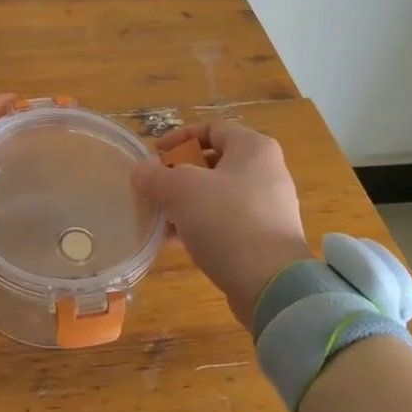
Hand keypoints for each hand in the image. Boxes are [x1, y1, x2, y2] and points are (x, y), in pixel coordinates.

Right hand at [132, 120, 311, 327]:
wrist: (271, 283)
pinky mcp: (265, 238)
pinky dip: (201, 225)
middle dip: (179, 174)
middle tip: (154, 188)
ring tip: (159, 218)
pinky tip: (176, 241)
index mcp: (253, 148)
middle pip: (214, 162)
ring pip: (218, 195)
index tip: (154, 156)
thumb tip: (141, 170)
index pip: (212, 128)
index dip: (179, 137)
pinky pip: (227, 221)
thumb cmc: (227, 221)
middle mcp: (266, 171)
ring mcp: (269, 206)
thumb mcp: (182, 190)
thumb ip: (157, 176)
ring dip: (186, 203)